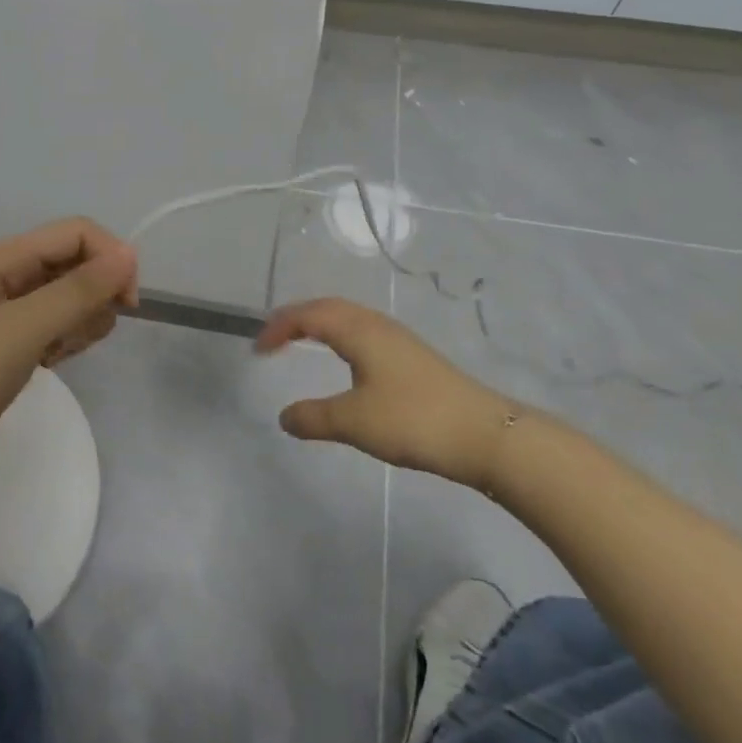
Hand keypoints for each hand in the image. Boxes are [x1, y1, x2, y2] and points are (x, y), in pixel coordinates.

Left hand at [0, 219, 137, 524]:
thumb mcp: (25, 328)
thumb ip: (80, 290)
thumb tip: (130, 254)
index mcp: (1, 257)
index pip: (76, 234)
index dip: (109, 259)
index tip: (128, 305)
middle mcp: (4, 276)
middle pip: (74, 263)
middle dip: (94, 294)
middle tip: (81, 334)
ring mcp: (5, 313)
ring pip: (69, 298)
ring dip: (81, 321)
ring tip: (59, 353)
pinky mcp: (9, 347)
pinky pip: (56, 327)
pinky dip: (65, 340)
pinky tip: (52, 364)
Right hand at [254, 298, 527, 489]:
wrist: (484, 434)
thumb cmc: (413, 420)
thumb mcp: (354, 422)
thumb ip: (314, 417)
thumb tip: (284, 416)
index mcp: (359, 330)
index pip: (308, 315)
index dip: (279, 327)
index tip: (257, 350)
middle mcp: (376, 325)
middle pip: (328, 308)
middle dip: (296, 318)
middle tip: (272, 339)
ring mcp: (398, 339)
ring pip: (349, 318)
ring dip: (320, 324)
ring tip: (301, 342)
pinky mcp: (412, 356)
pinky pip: (363, 332)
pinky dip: (339, 336)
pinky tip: (345, 361)